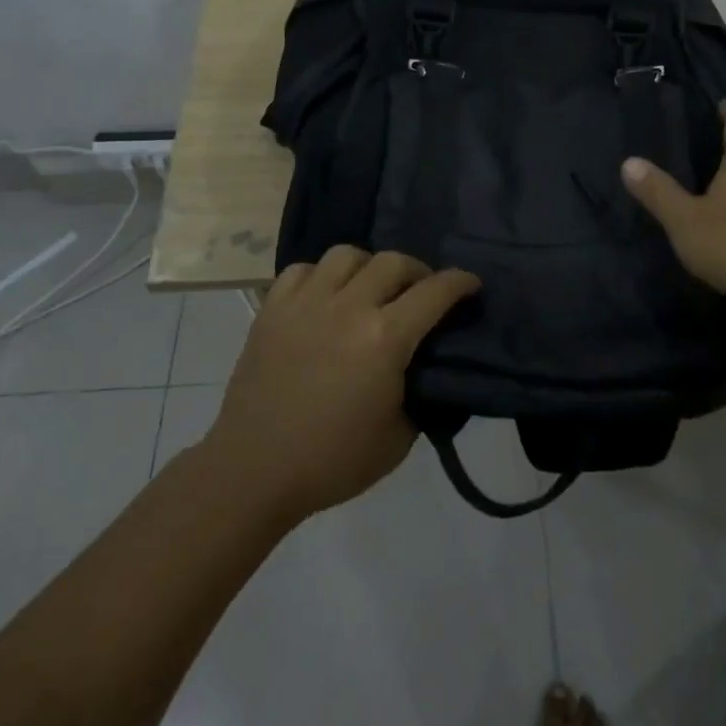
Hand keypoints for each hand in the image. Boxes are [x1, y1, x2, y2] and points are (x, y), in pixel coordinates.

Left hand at [203, 246, 480, 525]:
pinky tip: (326, 297)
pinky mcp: (272, 309)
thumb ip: (420, 393)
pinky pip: (303, 269)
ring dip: (369, 266)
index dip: (460, 283)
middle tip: (422, 292)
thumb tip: (426, 370)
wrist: (255, 470)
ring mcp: (305, 303)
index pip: (435, 292)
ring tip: (370, 289)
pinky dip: (322, 275)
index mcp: (384, 338)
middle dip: (418, 271)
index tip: (471, 285)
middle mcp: (348, 307)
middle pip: (393, 262)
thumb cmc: (333, 460)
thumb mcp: (399, 437)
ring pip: (347, 255)